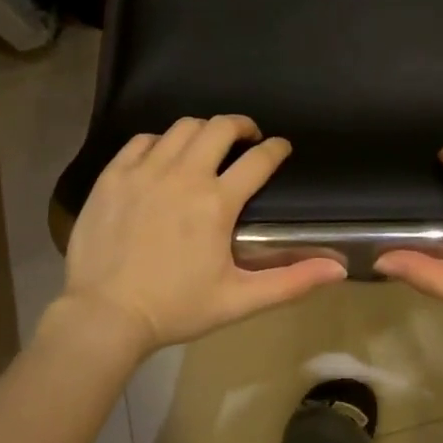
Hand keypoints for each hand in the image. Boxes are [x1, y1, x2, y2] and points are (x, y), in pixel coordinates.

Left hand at [57, 117, 345, 354]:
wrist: (103, 316)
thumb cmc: (176, 308)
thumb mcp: (238, 300)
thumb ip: (291, 282)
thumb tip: (338, 269)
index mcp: (217, 202)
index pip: (259, 159)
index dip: (276, 149)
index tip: (281, 148)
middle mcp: (184, 175)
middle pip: (220, 127)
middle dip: (241, 126)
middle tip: (247, 139)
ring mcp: (145, 171)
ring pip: (182, 127)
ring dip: (203, 131)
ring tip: (207, 146)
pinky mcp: (113, 175)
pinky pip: (142, 140)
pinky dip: (160, 142)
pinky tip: (163, 158)